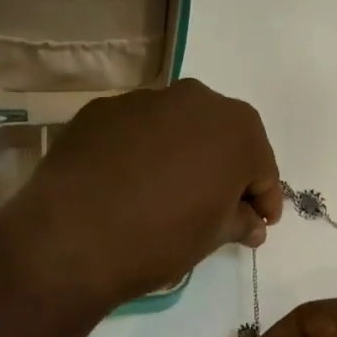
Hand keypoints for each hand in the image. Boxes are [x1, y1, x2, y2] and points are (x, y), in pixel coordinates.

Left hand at [2, 80, 281, 307]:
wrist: (72, 237)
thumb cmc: (161, 238)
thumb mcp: (213, 237)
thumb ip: (240, 221)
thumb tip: (252, 223)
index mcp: (236, 128)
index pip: (262, 167)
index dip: (264, 198)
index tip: (260, 223)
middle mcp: (195, 99)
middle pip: (221, 136)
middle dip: (225, 169)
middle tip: (218, 205)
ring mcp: (144, 98)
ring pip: (177, 127)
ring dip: (181, 154)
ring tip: (168, 192)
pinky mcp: (101, 109)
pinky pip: (136, 130)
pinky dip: (141, 150)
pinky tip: (128, 182)